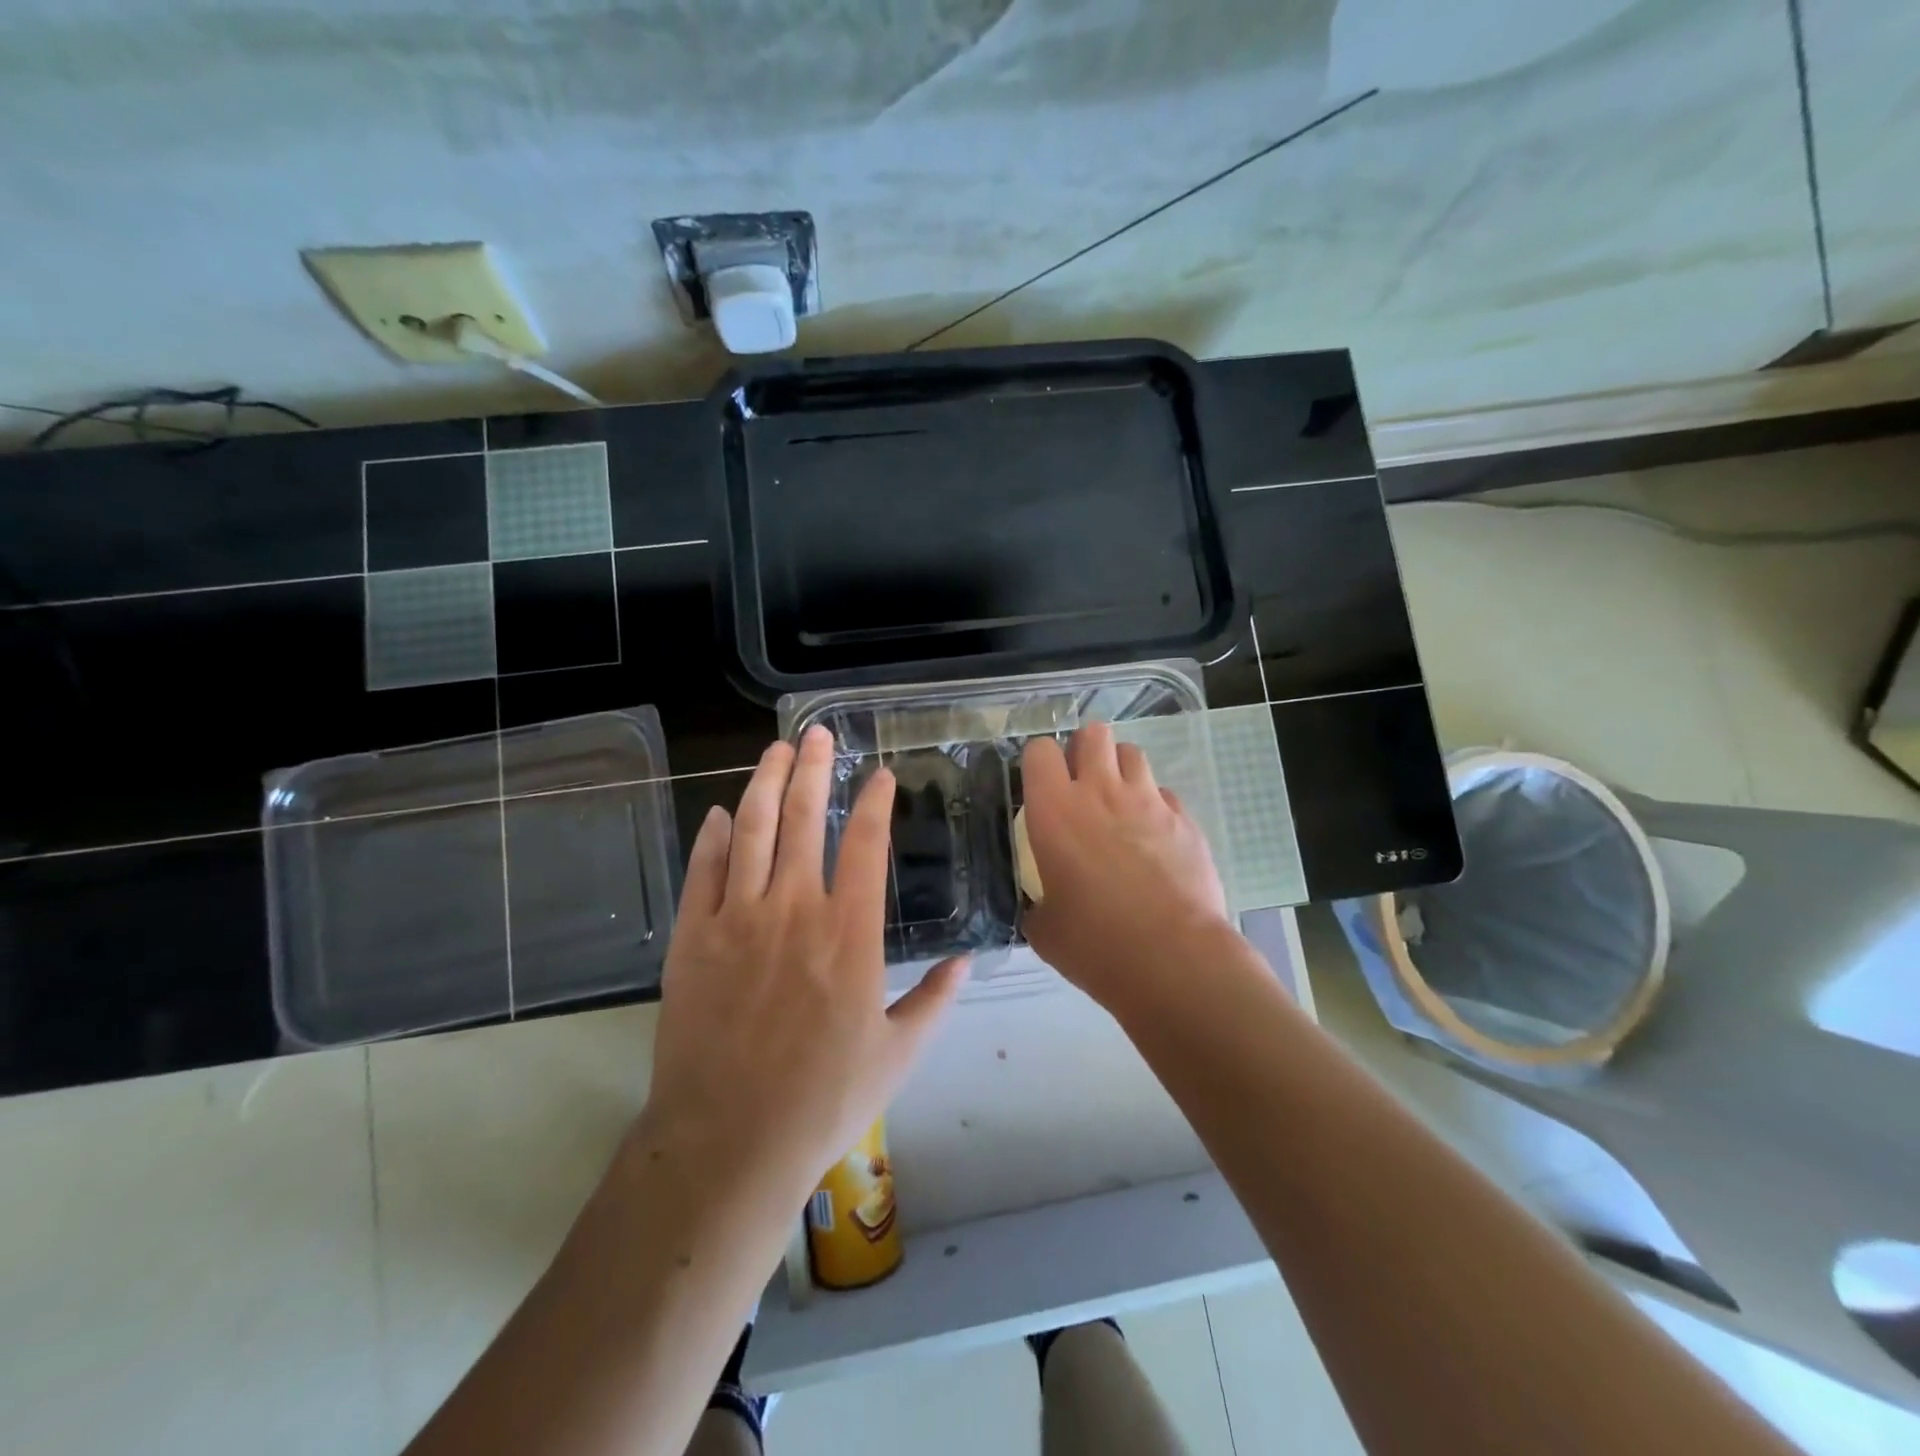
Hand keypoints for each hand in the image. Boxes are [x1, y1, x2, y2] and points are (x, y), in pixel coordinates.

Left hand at [643, 727, 967, 1202]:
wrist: (728, 1142)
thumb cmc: (823, 1100)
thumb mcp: (897, 1055)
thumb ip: (934, 1001)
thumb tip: (965, 962)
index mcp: (850, 934)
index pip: (866, 845)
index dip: (875, 803)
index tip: (880, 776)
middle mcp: (794, 910)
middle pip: (804, 820)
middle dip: (814, 770)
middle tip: (817, 734)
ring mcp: (737, 919)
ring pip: (752, 832)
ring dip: (764, 785)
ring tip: (775, 751)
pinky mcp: (692, 939)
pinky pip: (703, 873)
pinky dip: (712, 839)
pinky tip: (720, 815)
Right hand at [1020, 722, 1232, 1013]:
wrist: (1174, 960)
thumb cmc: (1096, 944)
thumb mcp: (1044, 929)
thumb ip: (1038, 902)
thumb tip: (1043, 904)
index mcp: (1055, 811)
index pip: (1039, 750)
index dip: (1038, 763)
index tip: (1040, 786)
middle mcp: (1101, 792)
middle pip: (1093, 734)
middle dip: (1084, 750)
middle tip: (1080, 784)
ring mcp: (1149, 801)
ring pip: (1132, 753)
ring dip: (1120, 770)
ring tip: (1118, 803)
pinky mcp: (1185, 820)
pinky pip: (1164, 794)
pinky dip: (1155, 806)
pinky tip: (1153, 838)